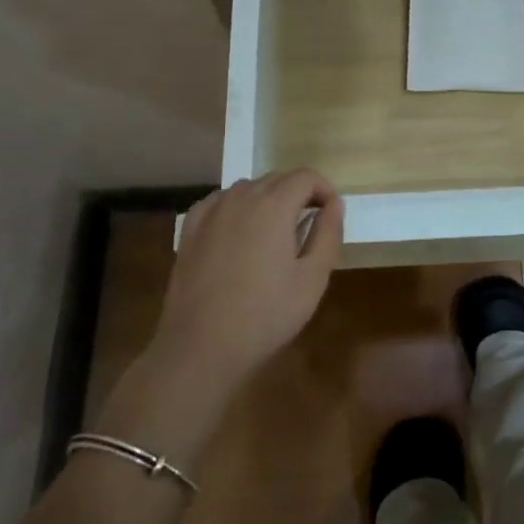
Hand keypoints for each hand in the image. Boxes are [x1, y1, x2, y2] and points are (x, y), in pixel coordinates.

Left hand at [150, 170, 342, 392]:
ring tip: (274, 232)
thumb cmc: (266, 315)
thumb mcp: (313, 278)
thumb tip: (334, 204)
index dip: (323, 189)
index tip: (329, 214)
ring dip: (267, 198)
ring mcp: (211, 213)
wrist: (202, 347)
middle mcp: (241, 198)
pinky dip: (235, 206)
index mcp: (274, 206)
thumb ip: (328, 234)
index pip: (305, 176)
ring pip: (247, 187)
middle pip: (277, 178)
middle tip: (308, 225)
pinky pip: (218, 202)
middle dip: (298, 192)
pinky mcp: (190, 231)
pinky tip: (238, 230)